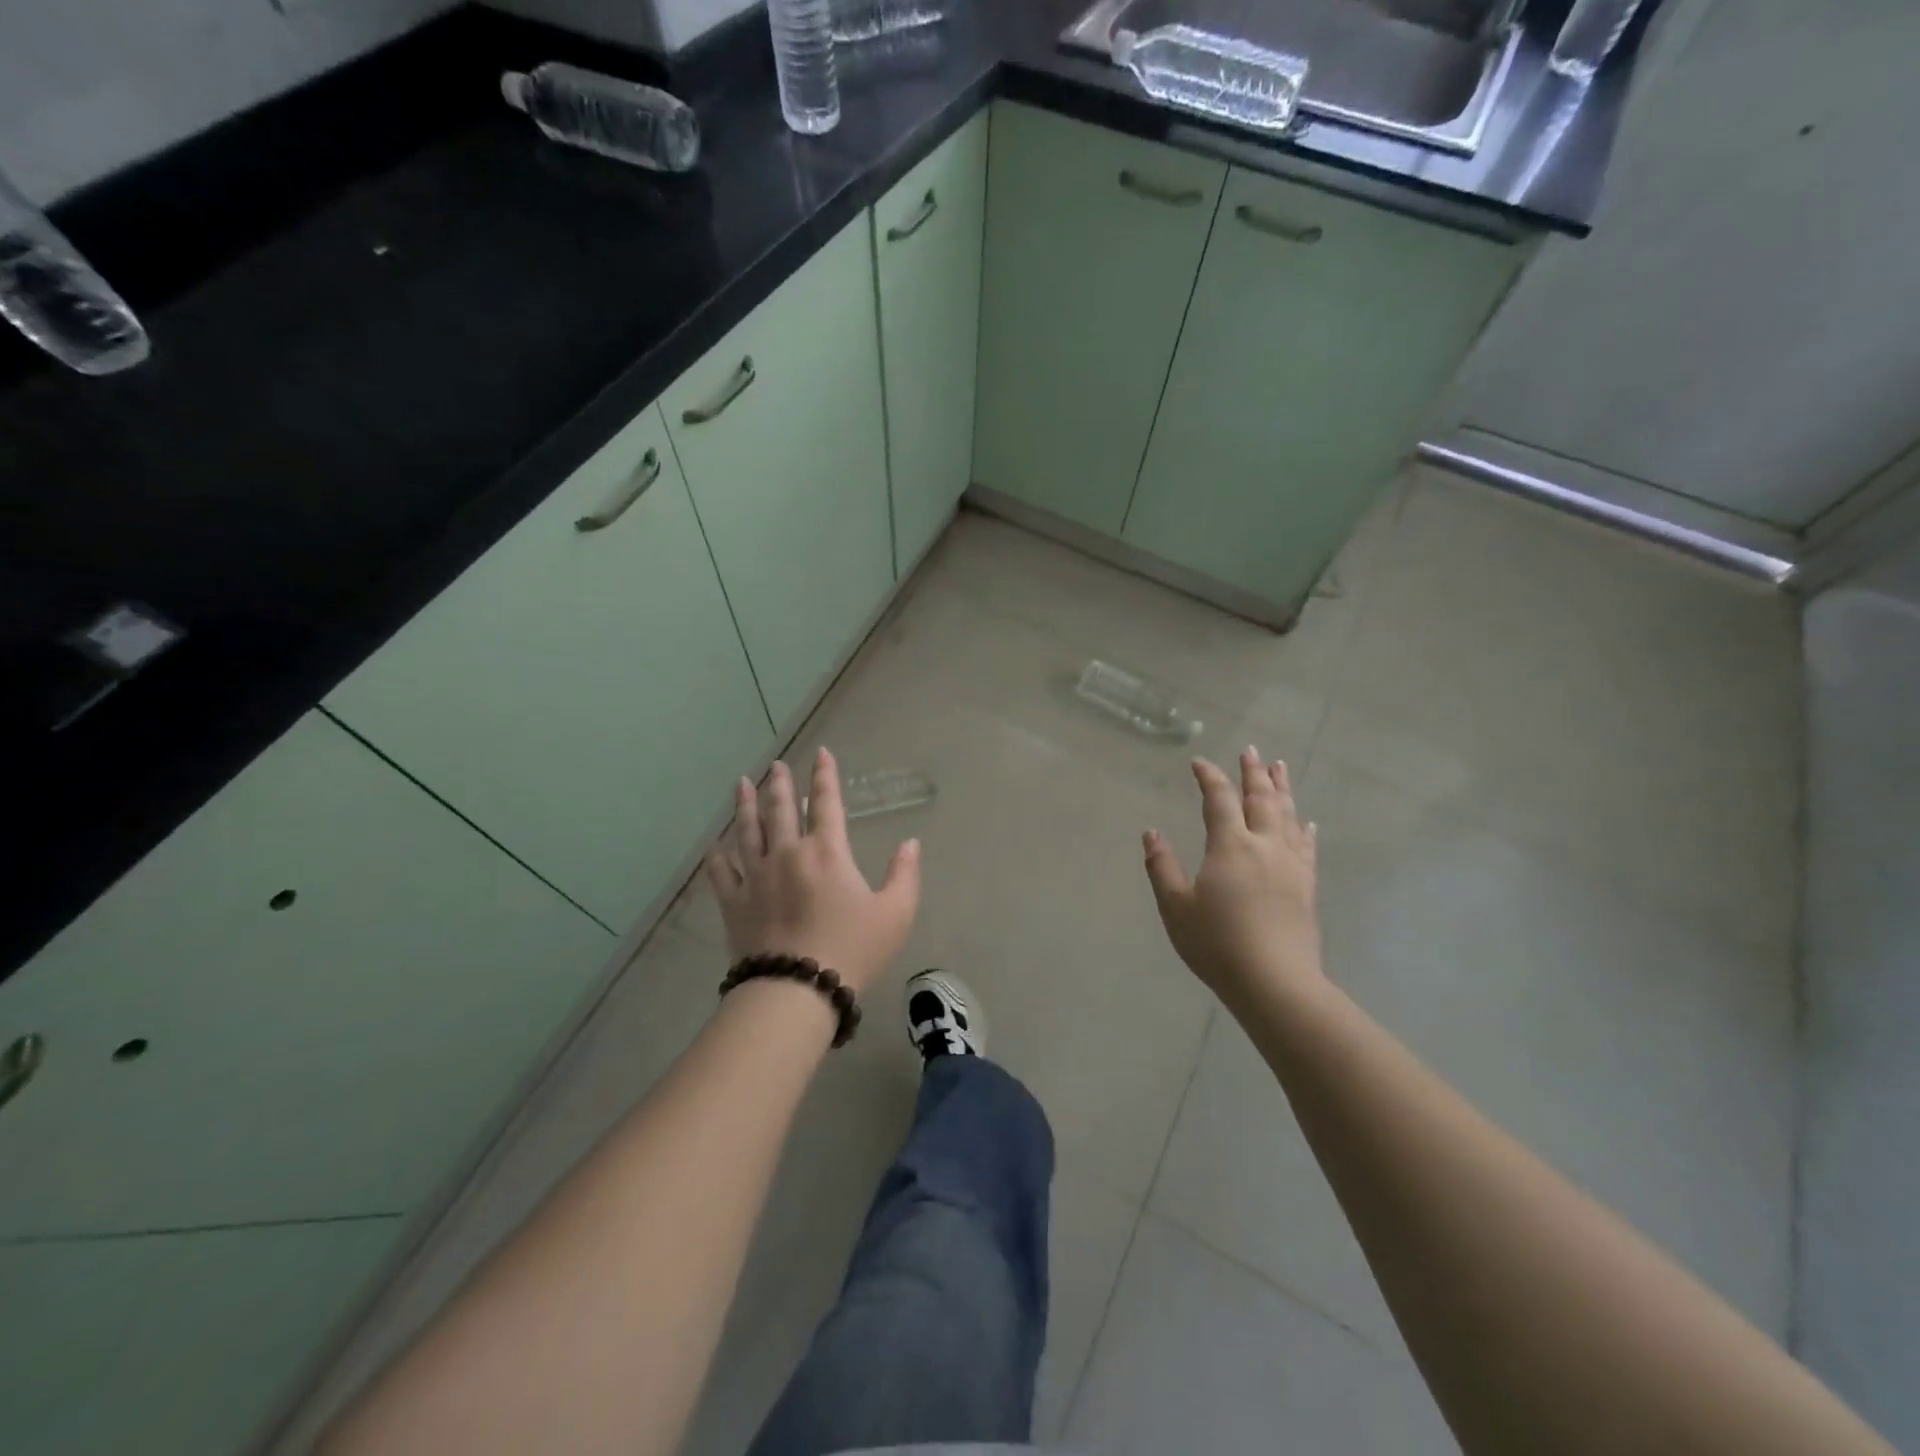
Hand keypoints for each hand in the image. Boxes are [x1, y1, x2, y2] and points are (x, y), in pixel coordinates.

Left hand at [705, 749, 920, 993]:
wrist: (797, 991)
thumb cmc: (852, 950)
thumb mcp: (895, 914)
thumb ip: (905, 874)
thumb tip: (910, 843)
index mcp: (827, 852)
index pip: (827, 803)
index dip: (825, 776)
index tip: (821, 753)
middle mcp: (788, 853)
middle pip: (781, 809)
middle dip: (779, 783)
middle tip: (775, 765)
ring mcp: (756, 877)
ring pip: (748, 831)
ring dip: (745, 805)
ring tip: (741, 785)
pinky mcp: (734, 903)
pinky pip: (721, 872)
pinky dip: (718, 856)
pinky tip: (715, 845)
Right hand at [1144, 750, 1322, 1004]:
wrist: (1274, 982)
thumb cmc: (1217, 944)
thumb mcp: (1176, 907)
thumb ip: (1162, 867)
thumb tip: (1151, 833)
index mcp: (1230, 846)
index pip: (1219, 800)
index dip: (1209, 777)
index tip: (1199, 762)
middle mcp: (1264, 846)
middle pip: (1261, 799)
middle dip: (1253, 773)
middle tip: (1251, 751)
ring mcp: (1290, 865)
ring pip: (1287, 816)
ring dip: (1282, 789)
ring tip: (1279, 768)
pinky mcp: (1306, 886)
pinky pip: (1306, 847)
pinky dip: (1304, 829)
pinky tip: (1307, 823)